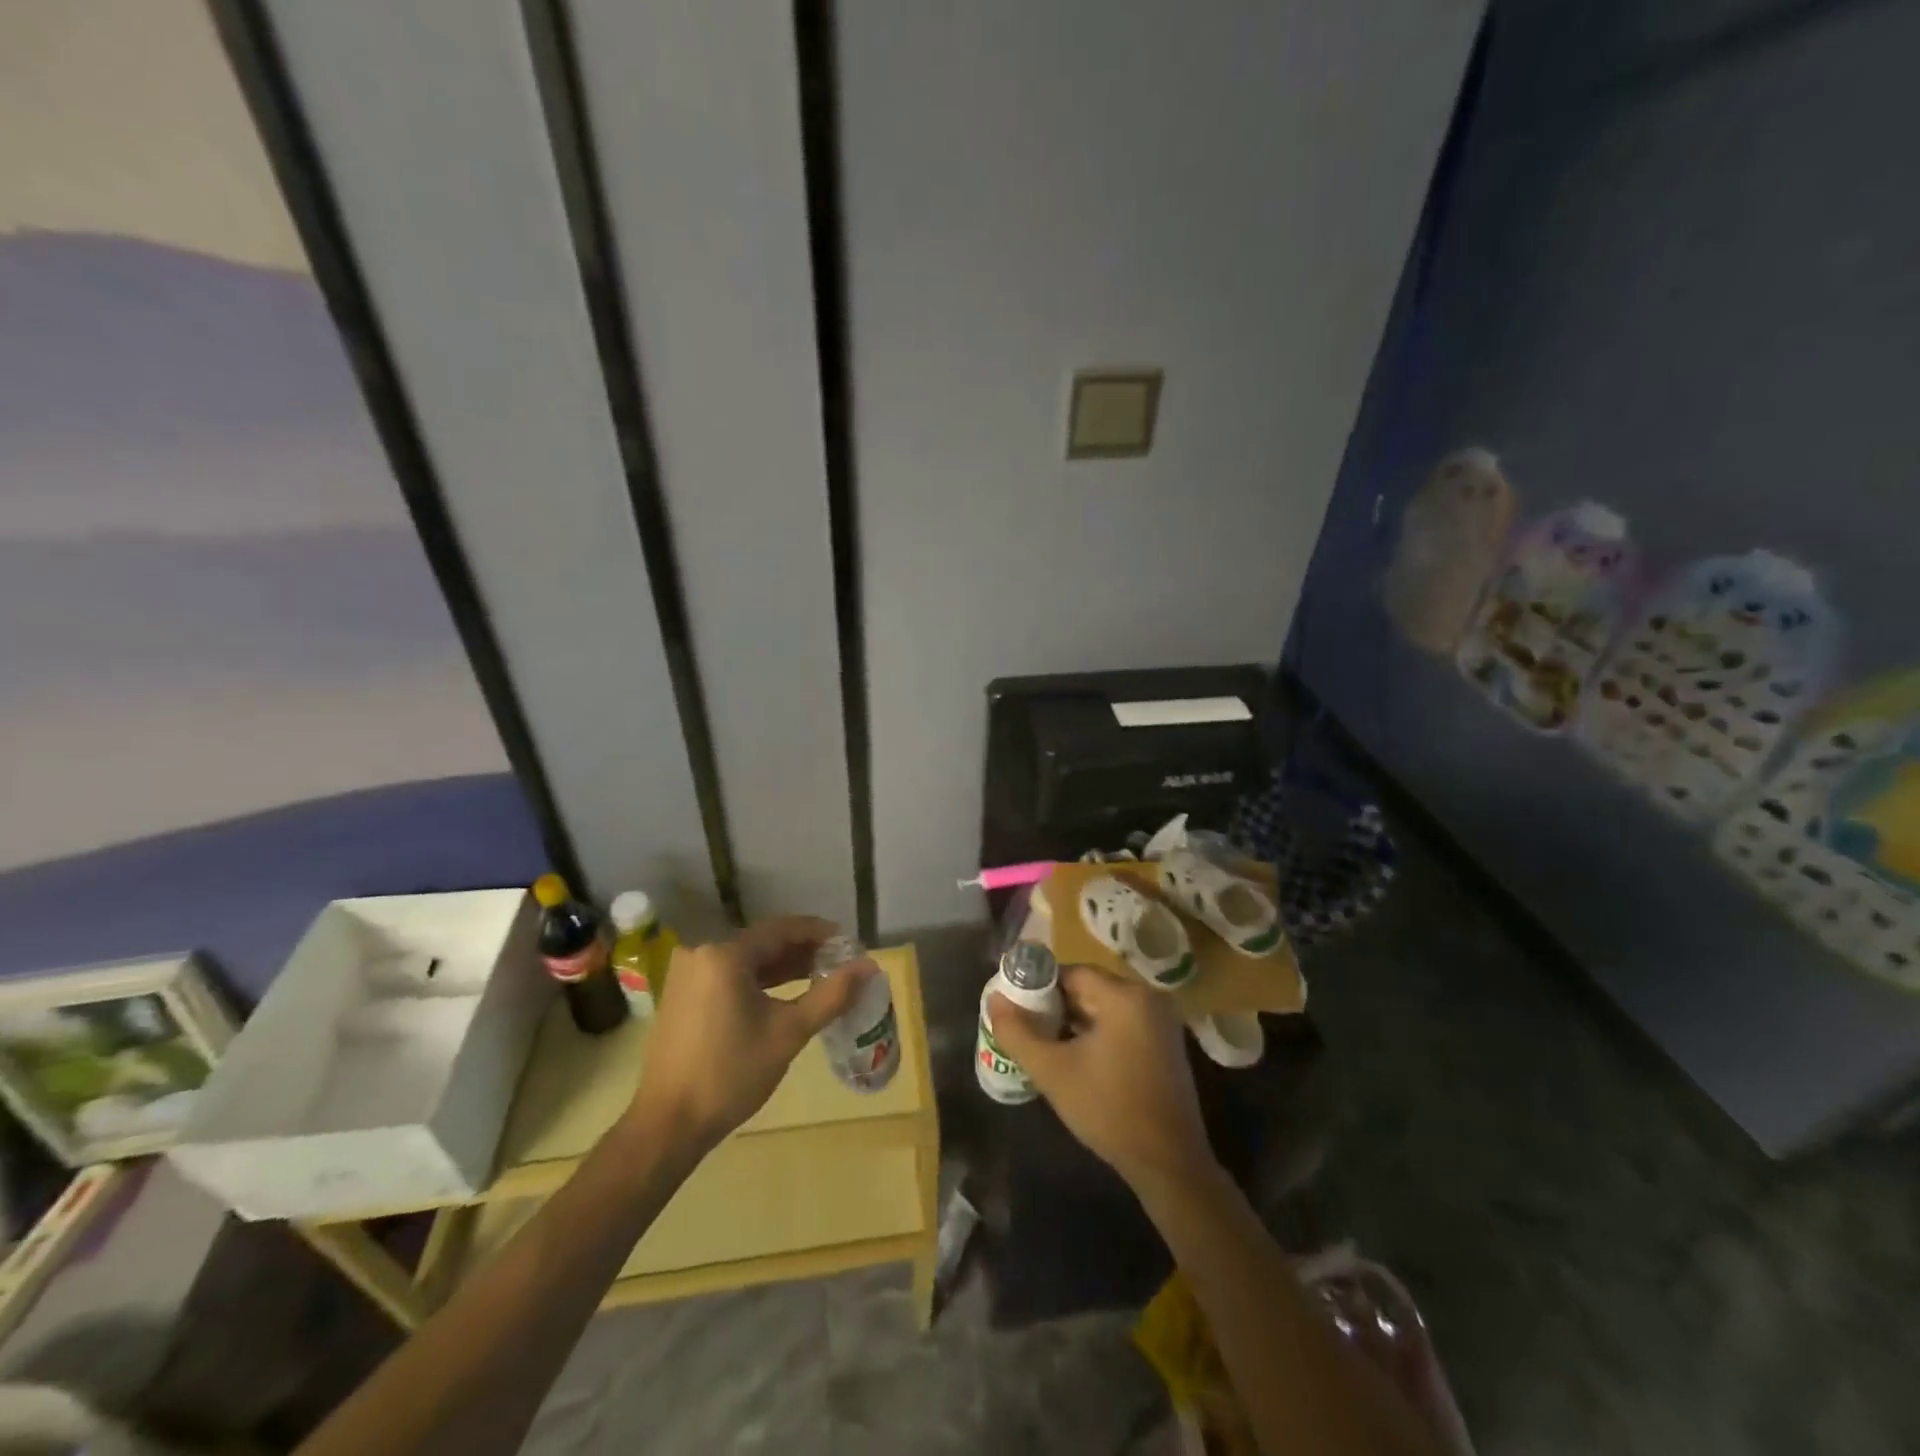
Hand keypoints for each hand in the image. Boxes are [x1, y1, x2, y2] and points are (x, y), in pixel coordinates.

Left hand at [631, 917, 869, 1156]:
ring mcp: (688, 975)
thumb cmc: (731, 1074)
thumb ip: (831, 994)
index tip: (848, 943)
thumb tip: (869, 966)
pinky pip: (729, 975)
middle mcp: (702, 953)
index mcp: (725, 954)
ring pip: (747, 959)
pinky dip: (758, 980)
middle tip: (838, 962)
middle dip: (802, 950)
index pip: (782, 929)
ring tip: (819, 976)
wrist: (668, 1124)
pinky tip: (784, 994)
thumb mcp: (789, 1032)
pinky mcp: (683, 995)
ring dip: (782, 966)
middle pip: (763, 942)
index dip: (818, 933)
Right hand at [989, 964, 1214, 1194]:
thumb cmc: (1109, 1110)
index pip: (1072, 973)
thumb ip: (1018, 1032)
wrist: (1169, 1164)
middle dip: (1056, 1006)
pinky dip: (1097, 1033)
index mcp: (1125, 996)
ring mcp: (1161, 1022)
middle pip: (1090, 988)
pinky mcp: (1166, 1045)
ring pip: (1105, 1007)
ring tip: (1044, 1043)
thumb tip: (994, 999)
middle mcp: (1148, 998)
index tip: (1016, 1007)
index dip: (1039, 987)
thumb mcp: (1053, 1072)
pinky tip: (1076, 1058)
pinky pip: (1122, 1024)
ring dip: (1075, 1021)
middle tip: (1026, 1027)